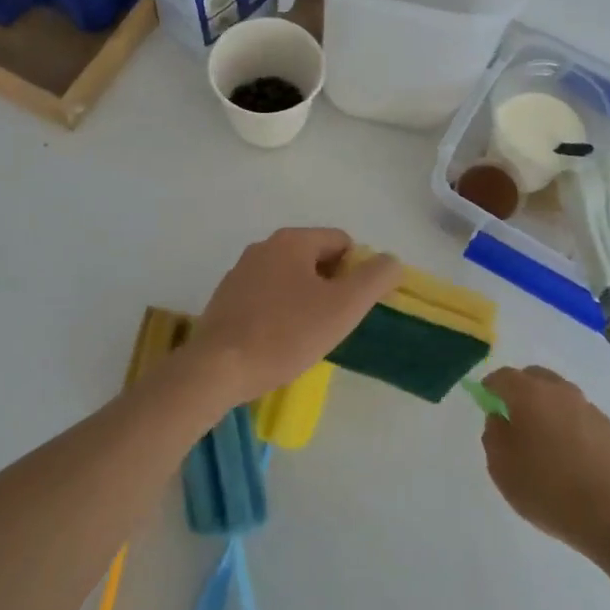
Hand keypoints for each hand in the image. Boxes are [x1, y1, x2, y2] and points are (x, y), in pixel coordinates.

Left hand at [189, 228, 401, 405]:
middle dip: (331, 287)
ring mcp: (239, 273)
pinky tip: (280, 342)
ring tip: (308, 337)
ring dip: (305, 301)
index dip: (357, 271)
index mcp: (292, 241)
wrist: (218, 368)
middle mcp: (263, 248)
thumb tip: (391, 261)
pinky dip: (280, 314)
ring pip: (289, 280)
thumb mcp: (344, 307)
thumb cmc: (286, 334)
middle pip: (315, 259)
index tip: (355, 306)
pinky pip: (266, 298)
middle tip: (335, 323)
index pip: (341, 242)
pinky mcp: (225, 300)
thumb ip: (374, 278)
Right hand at [481, 366, 609, 560]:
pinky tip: (567, 455)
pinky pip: (578, 416)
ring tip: (541, 440)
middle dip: (520, 390)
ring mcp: (589, 408)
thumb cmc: (547, 489)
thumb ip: (494, 435)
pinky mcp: (609, 429)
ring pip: (560, 396)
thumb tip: (500, 418)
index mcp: (530, 394)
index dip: (491, 387)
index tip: (486, 403)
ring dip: (546, 407)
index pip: (504, 376)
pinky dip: (567, 425)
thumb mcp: (502, 467)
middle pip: (535, 377)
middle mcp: (561, 392)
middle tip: (512, 418)